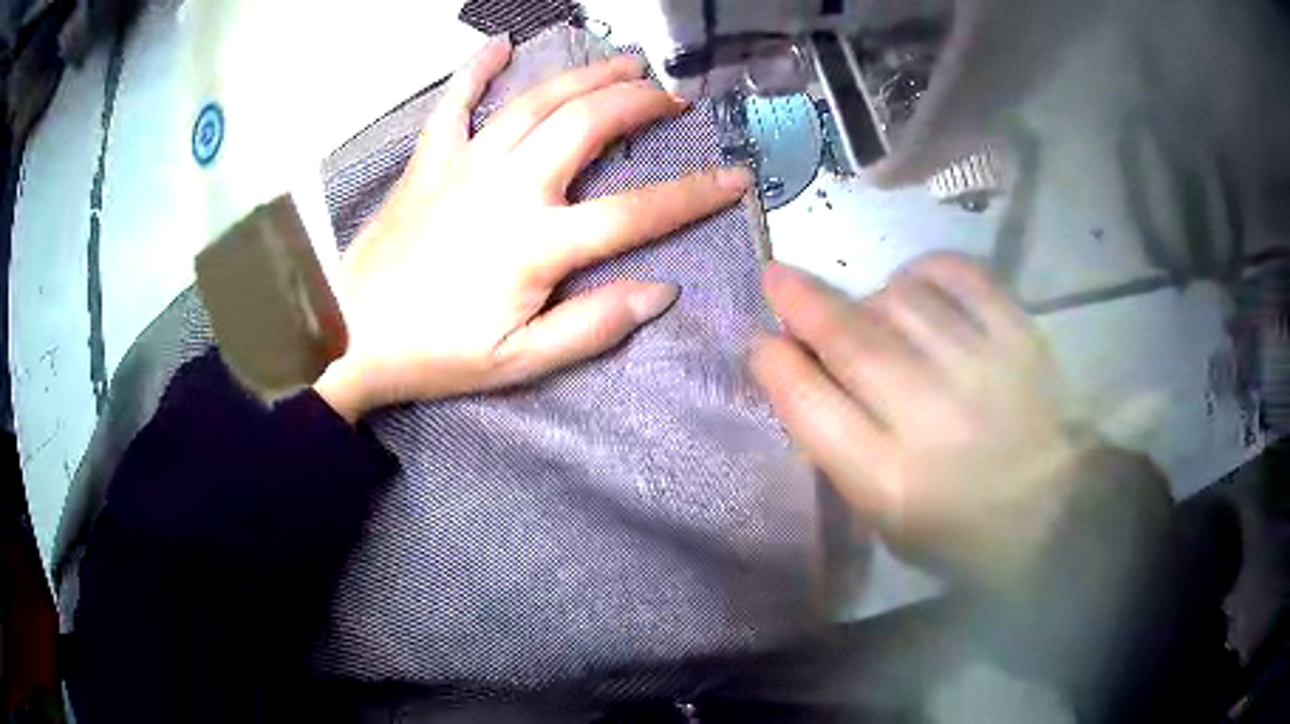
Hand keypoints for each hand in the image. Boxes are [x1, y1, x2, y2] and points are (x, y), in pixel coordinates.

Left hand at [316, 37, 752, 420]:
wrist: (352, 335)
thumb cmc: (436, 354)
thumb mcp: (520, 361)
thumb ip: (592, 326)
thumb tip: (661, 291)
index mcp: (537, 244)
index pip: (635, 212)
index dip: (693, 194)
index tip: (734, 177)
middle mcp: (508, 188)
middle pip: (588, 126)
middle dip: (641, 103)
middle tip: (673, 96)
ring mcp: (465, 165)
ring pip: (536, 101)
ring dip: (586, 76)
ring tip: (624, 62)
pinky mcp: (429, 160)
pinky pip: (455, 102)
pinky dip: (476, 69)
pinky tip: (499, 45)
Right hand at [750, 254, 1079, 584]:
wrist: (1056, 513)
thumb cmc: (962, 532)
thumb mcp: (887, 519)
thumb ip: (843, 451)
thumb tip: (808, 375)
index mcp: (891, 481)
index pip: (813, 410)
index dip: (778, 368)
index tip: (761, 343)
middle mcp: (933, 419)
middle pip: (853, 342)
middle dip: (803, 304)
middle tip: (777, 277)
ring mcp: (981, 369)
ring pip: (903, 301)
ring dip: (871, 297)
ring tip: (872, 310)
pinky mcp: (1018, 337)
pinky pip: (960, 277)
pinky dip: (927, 271)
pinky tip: (916, 284)